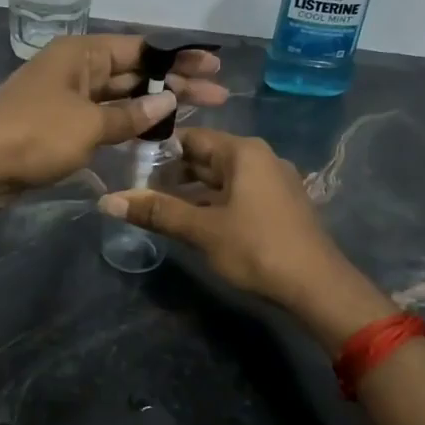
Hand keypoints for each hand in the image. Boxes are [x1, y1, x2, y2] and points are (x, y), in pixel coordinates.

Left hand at [0, 35, 226, 199]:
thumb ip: (130, 116)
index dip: (180, 58)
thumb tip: (169, 101)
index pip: (142, 49)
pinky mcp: (60, 126)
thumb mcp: (89, 123)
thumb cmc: (34, 134)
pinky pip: (104, 119)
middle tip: (219, 96)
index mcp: (82, 53)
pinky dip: (129, 126)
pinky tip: (156, 136)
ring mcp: (67, 98)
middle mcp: (77, 69)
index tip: (214, 67)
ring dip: (155, 107)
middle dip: (175, 84)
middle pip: (135, 73)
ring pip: (121, 98)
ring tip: (197, 115)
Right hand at [100, 129, 392, 347]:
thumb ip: (156, 212)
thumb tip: (107, 201)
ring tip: (160, 208)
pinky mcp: (281, 204)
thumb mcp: (201, 230)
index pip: (191, 138)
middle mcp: (261, 157)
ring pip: (223, 177)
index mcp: (243, 152)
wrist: (317, 286)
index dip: (159, 151)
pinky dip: (215, 201)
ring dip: (193, 190)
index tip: (130, 166)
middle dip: (174, 172)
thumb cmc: (256, 248)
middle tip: (139, 190)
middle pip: (207, 156)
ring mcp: (274, 180)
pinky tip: (196, 221)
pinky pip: (239, 192)